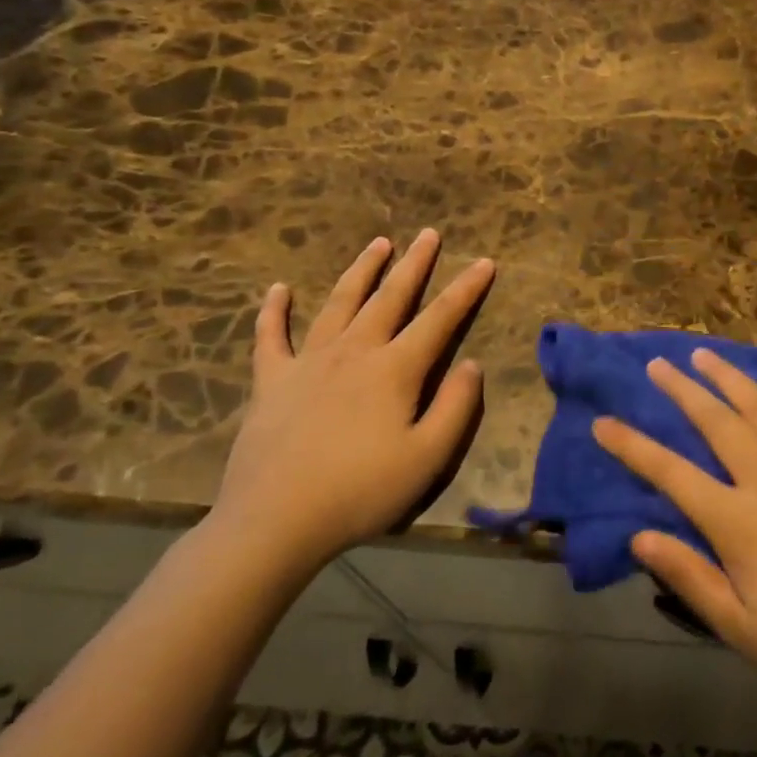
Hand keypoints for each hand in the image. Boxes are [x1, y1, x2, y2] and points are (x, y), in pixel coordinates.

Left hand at [210, 230, 494, 579]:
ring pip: (339, 304)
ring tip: (378, 244)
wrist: (274, 521)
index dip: (466, 289)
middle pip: (390, 298)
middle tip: (428, 234)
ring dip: (361, 272)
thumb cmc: (361, 492)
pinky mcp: (271, 381)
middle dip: (414, 264)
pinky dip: (274, 311)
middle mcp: (354, 352)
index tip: (485, 261)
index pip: (440, 319)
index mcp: (395, 370)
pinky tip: (278, 289)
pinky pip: (271, 337)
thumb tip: (472, 364)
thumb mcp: (428, 458)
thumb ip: (455, 407)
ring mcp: (308, 362)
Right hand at [593, 350, 756, 728]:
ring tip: (705, 355)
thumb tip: (638, 534)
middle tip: (657, 365)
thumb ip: (689, 576)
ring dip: (731, 378)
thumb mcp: (741, 629)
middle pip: (716, 422)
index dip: (632, 446)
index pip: (671, 473)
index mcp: (737, 521)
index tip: (603, 422)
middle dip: (682, 390)